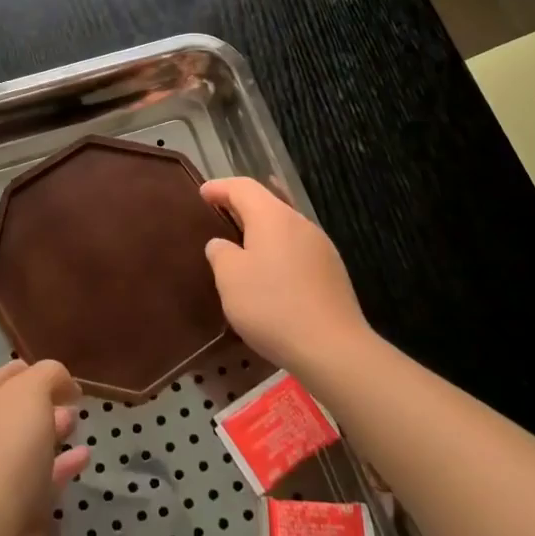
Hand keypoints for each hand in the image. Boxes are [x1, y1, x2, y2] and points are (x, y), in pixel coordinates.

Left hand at [0, 360, 90, 535]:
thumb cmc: (9, 447)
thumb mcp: (32, 391)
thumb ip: (50, 374)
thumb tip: (62, 382)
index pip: (12, 372)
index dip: (41, 372)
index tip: (70, 381)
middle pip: (19, 407)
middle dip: (48, 401)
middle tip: (76, 402)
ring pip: (30, 441)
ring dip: (55, 430)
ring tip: (79, 423)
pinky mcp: (15, 503)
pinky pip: (43, 474)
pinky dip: (63, 463)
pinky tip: (84, 457)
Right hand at [201, 177, 372, 375]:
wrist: (332, 349)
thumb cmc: (272, 305)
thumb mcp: (230, 278)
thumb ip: (221, 253)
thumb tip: (222, 244)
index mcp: (273, 216)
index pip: (243, 187)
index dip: (220, 187)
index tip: (202, 193)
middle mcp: (300, 223)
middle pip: (267, 203)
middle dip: (242, 206)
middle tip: (219, 214)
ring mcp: (321, 248)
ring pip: (285, 227)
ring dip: (262, 231)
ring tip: (242, 245)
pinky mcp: (332, 273)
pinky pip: (297, 250)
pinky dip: (278, 251)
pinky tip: (270, 274)